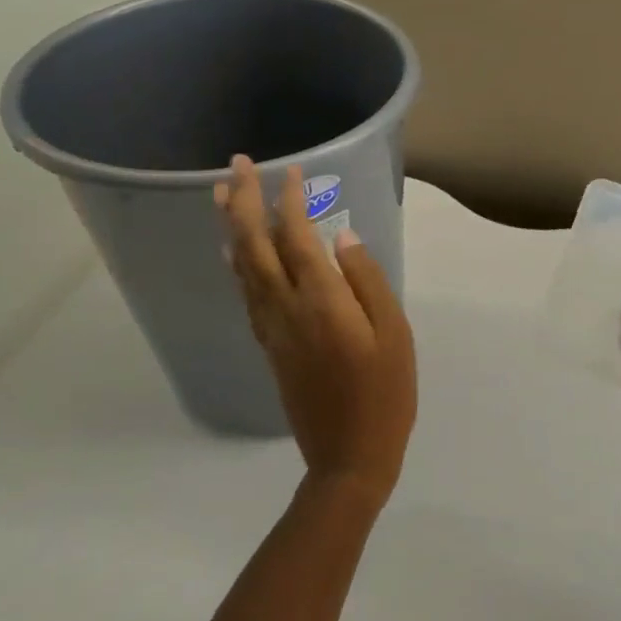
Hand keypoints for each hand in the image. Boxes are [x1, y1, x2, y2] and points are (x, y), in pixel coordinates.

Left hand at [215, 156, 416, 502]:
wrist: (349, 456)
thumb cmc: (386, 393)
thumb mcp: (394, 334)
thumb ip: (367, 281)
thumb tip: (342, 237)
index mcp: (321, 302)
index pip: (296, 238)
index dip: (291, 201)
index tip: (293, 171)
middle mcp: (286, 309)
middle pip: (254, 246)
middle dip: (245, 202)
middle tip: (239, 165)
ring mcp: (271, 329)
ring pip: (241, 269)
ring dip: (232, 228)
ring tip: (226, 195)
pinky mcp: (270, 347)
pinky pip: (246, 294)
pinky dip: (237, 265)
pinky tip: (235, 254)